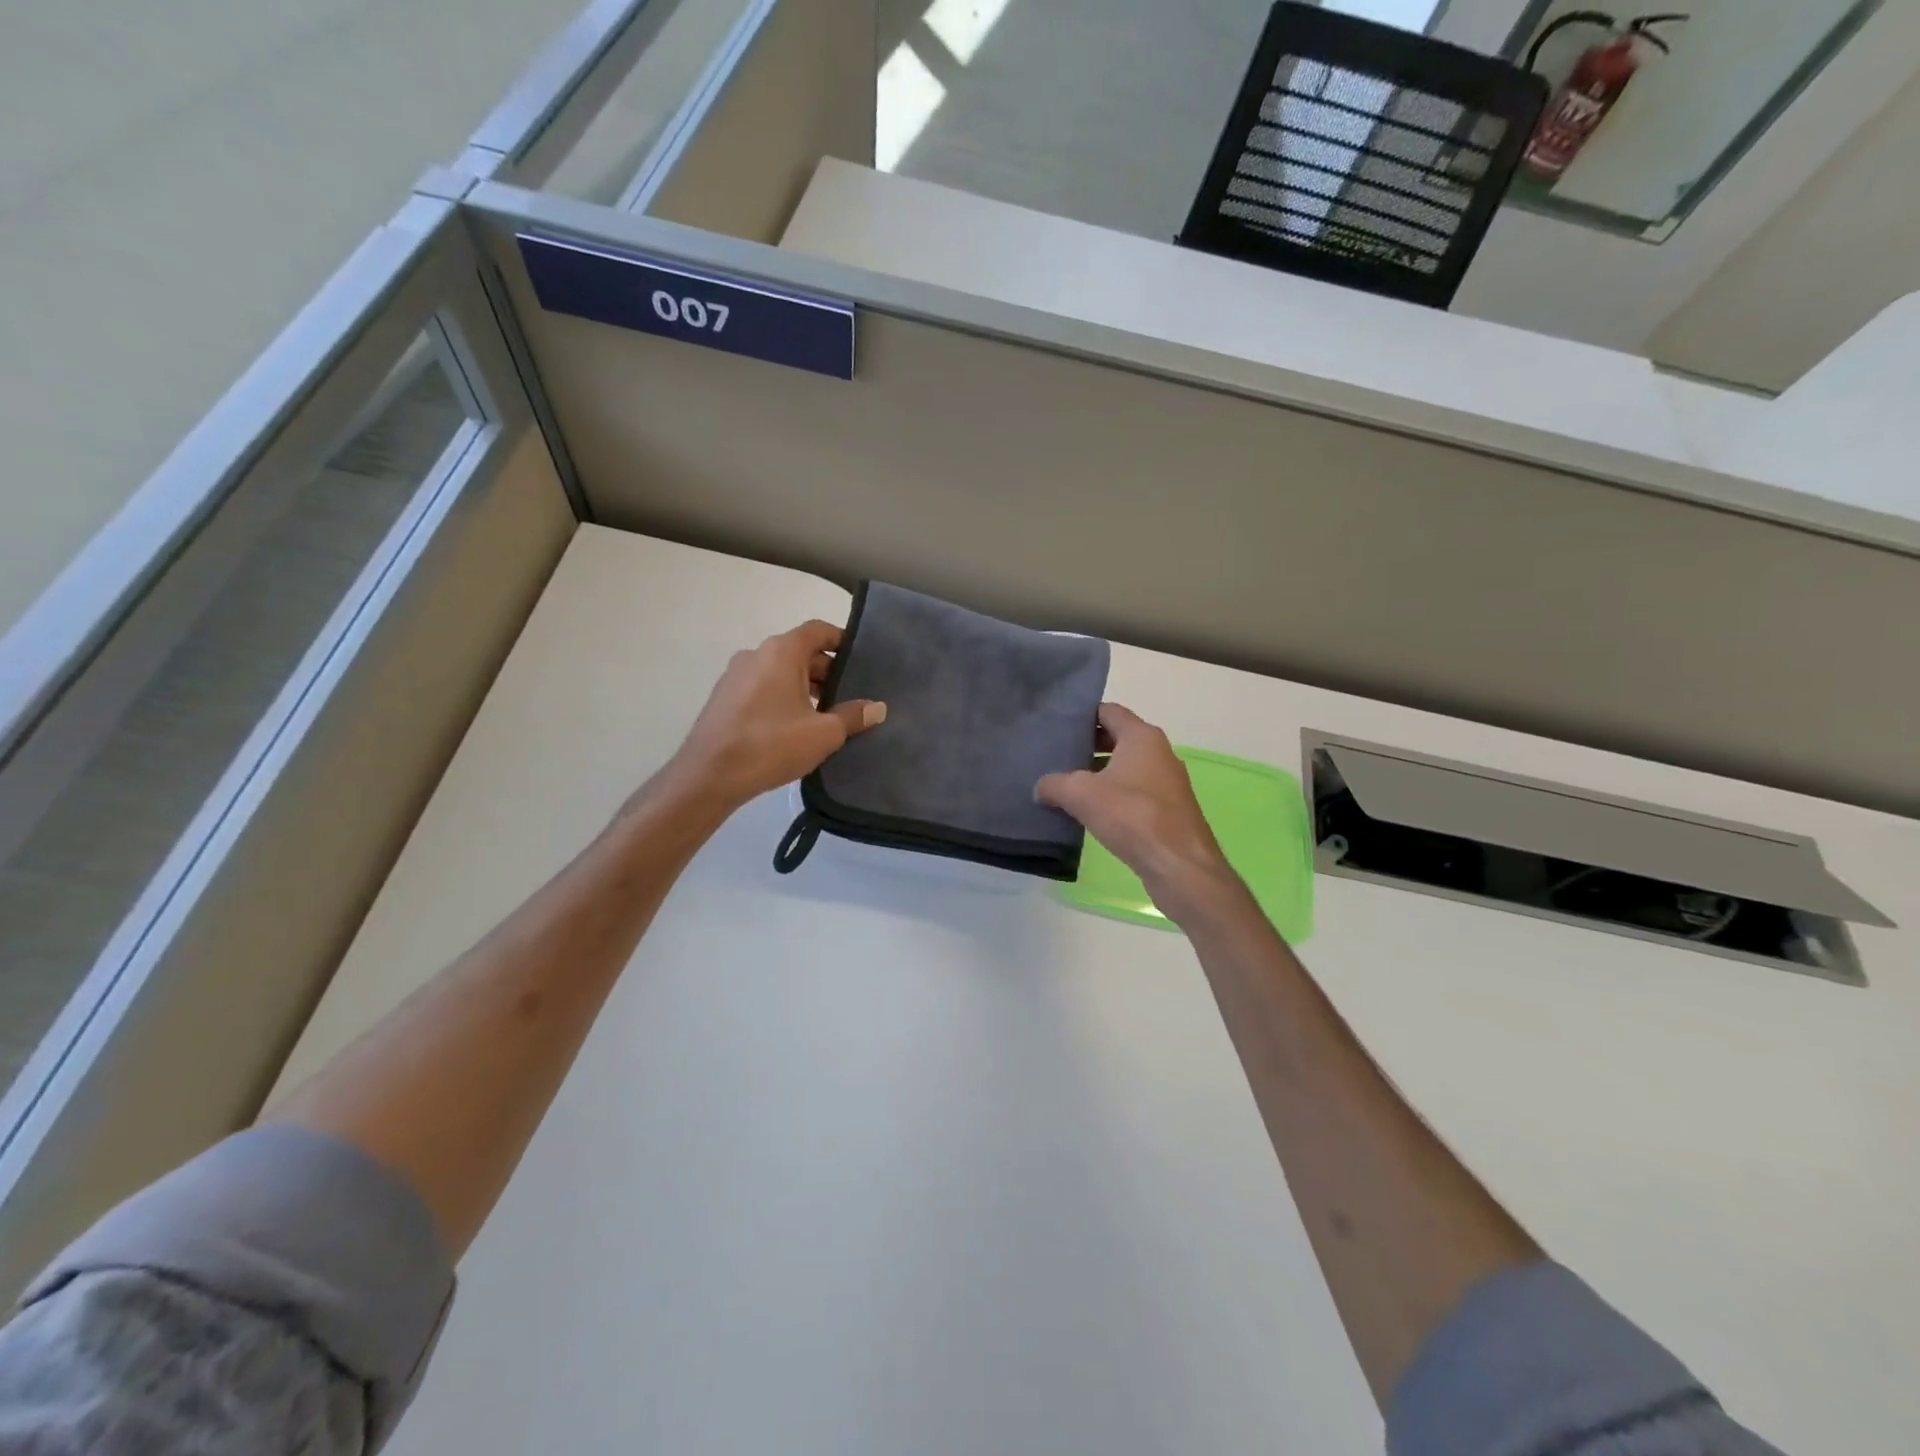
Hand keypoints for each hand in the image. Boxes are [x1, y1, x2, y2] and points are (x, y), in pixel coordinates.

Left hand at [670, 620, 884, 811]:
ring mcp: (736, 675)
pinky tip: (794, 727)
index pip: (818, 630)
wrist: (708, 776)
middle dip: (826, 671)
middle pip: (800, 651)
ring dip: (804, 686)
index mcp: (781, 652)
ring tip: (825, 715)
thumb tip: (877, 708)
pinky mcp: (724, 698)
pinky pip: (762, 687)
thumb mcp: (823, 733)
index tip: (861, 659)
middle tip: (849, 696)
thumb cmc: (771, 745)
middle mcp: (756, 654)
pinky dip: (782, 697)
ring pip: (780, 671)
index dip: (842, 641)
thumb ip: (853, 716)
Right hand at [1036, 703, 1242, 922]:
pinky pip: (1134, 792)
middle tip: (1056, 756)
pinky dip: (1113, 796)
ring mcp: (1167, 782)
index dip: (1082, 715)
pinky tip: (1091, 813)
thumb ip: (1055, 784)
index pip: (1108, 711)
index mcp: (1142, 737)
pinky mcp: (1169, 810)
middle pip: (1117, 738)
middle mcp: (1159, 752)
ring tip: (1066, 786)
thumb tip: (1041, 787)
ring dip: (1099, 774)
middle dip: (1087, 746)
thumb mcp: (1081, 795)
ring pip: (1126, 767)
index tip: (1056, 725)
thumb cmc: (1132, 816)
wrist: (1179, 865)